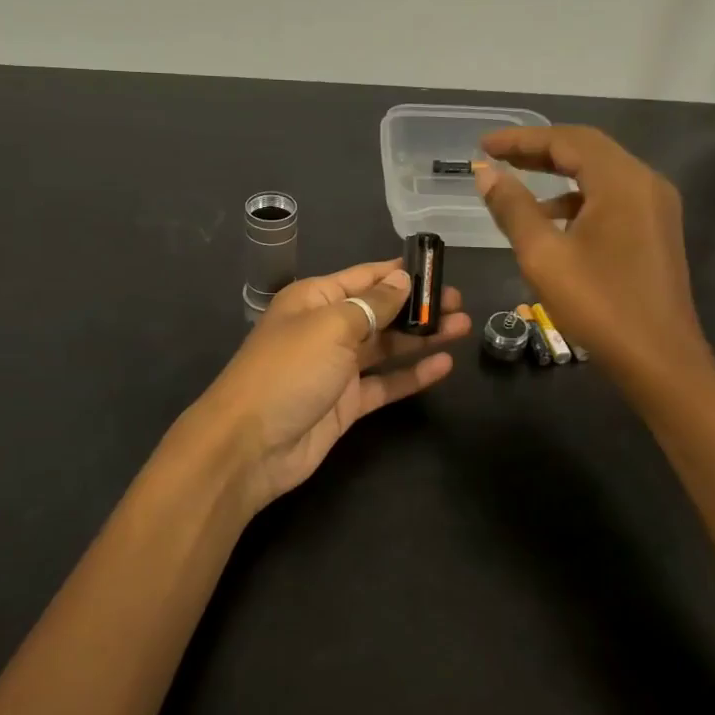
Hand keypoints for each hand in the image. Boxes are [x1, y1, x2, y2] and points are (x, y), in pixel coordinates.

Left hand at [187, 260, 471, 513]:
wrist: (250, 445)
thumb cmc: (289, 371)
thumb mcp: (332, 326)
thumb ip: (373, 305)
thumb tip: (401, 279)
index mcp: (314, 300)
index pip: (364, 277)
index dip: (400, 272)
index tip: (438, 268)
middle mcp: (327, 329)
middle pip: (380, 311)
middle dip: (418, 306)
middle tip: (460, 303)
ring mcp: (337, 368)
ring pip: (387, 347)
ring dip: (423, 337)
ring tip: (464, 327)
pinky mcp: (347, 404)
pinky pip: (386, 384)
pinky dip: (413, 375)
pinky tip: (444, 365)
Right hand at [473, 125, 712, 384]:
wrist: (660, 361)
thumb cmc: (599, 305)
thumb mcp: (544, 256)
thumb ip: (513, 208)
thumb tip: (487, 173)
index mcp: (622, 182)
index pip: (567, 141)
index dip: (522, 139)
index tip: (484, 144)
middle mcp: (645, 183)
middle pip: (587, 150)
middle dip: (539, 150)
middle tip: (496, 155)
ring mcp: (655, 207)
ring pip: (600, 174)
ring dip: (557, 173)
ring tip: (515, 183)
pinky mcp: (655, 231)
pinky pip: (612, 198)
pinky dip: (577, 198)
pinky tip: (550, 219)